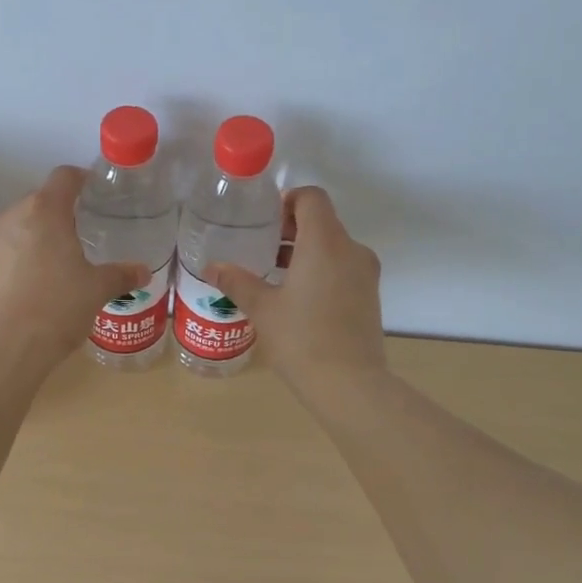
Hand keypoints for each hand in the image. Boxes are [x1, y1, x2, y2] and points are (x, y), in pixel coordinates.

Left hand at [0, 166, 151, 373]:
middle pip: (41, 200)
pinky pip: (8, 249)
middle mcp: (13, 216)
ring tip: (63, 260)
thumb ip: (121, 275)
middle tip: (85, 232)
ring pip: (22, 225)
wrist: (6, 348)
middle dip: (62, 212)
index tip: (96, 192)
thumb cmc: (57, 307)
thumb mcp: (97, 290)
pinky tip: (40, 282)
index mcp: (44, 210)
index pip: (64, 177)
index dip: (83, 179)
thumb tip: (143, 272)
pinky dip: (24, 256)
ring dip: (41, 235)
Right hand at [205, 187, 384, 387]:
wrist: (350, 384)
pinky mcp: (369, 296)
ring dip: (305, 251)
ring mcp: (365, 274)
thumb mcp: (262, 308)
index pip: (312, 198)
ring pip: (333, 246)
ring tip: (273, 273)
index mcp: (325, 243)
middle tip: (261, 246)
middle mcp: (351, 250)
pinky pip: (343, 268)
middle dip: (291, 228)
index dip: (287, 201)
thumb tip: (212, 267)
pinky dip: (320, 270)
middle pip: (323, 221)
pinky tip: (296, 297)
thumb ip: (237, 282)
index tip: (265, 222)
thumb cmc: (302, 338)